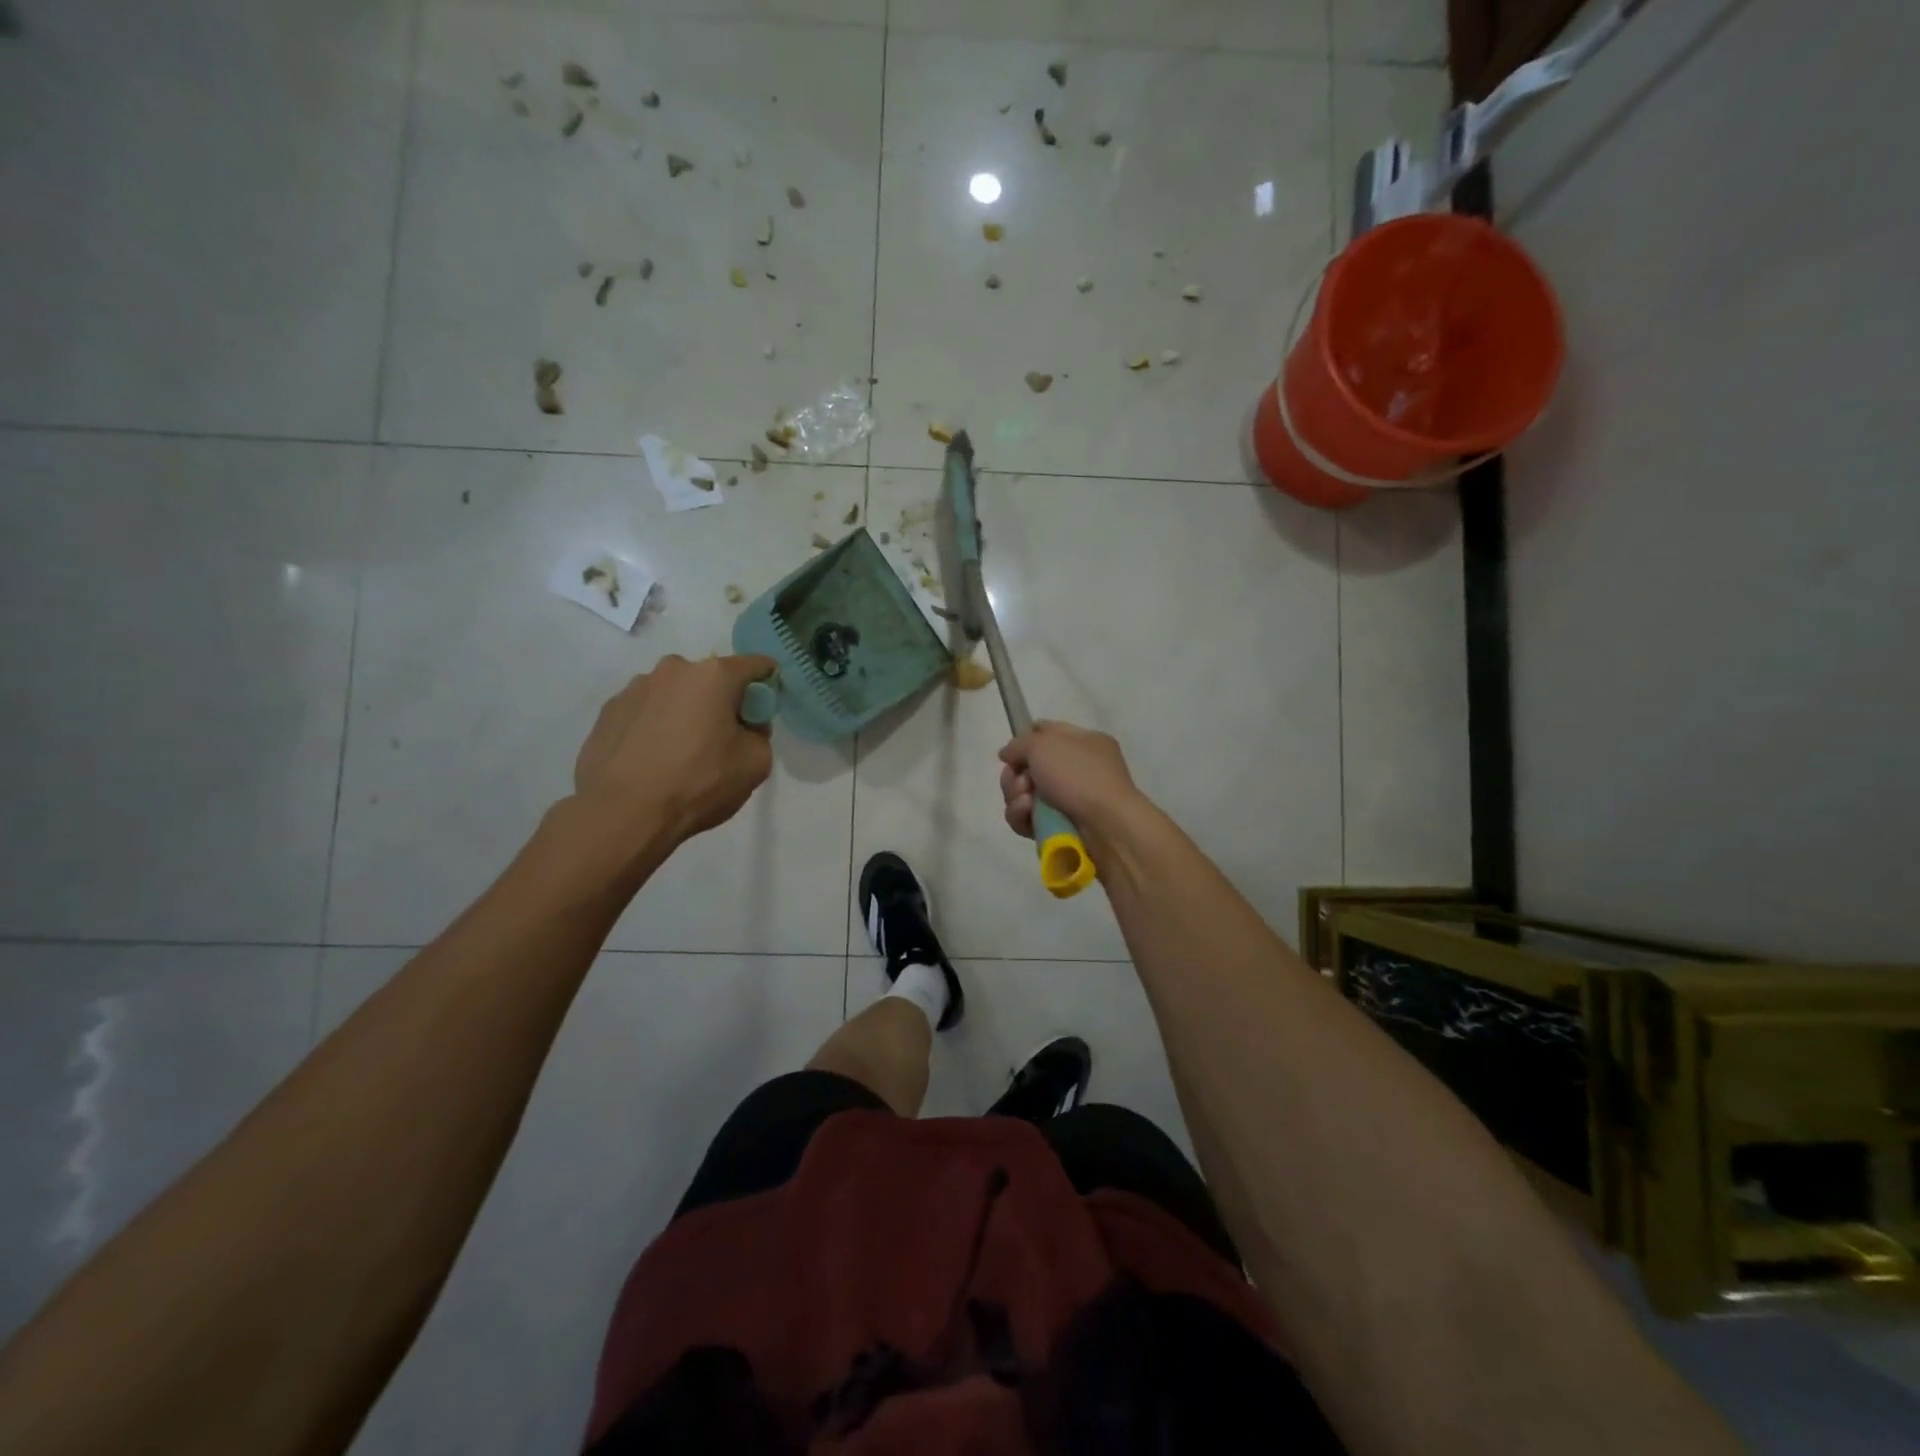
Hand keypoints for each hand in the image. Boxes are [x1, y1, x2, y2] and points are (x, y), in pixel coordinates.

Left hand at [574, 653, 777, 843]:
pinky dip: (654, 726)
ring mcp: (635, 688)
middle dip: (721, 700)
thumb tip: (745, 726)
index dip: (768, 681)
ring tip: (680, 752)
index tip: (766, 704)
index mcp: (714, 676)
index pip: (755, 665)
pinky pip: (645, 712)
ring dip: (684, 712)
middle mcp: (673, 670)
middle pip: (710, 679)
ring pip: (674, 694)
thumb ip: (760, 734)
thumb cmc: (698, 783)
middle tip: (722, 737)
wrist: (623, 813)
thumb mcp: (756, 764)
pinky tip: (653, 759)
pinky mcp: (608, 711)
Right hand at [998, 721, 1142, 840]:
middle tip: (1021, 783)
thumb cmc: (1079, 776)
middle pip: (1028, 768)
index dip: (1024, 741)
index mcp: (1083, 742)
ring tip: (1026, 803)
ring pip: (1024, 795)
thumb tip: (1007, 754)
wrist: (1105, 826)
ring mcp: (1068, 801)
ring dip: (1016, 797)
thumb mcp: (1044, 744)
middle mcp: (1077, 770)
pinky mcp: (1058, 828)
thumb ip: (1019, 744)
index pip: (1046, 733)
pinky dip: (1022, 817)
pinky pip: (1028, 819)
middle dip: (1015, 775)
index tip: (1011, 754)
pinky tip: (1028, 815)